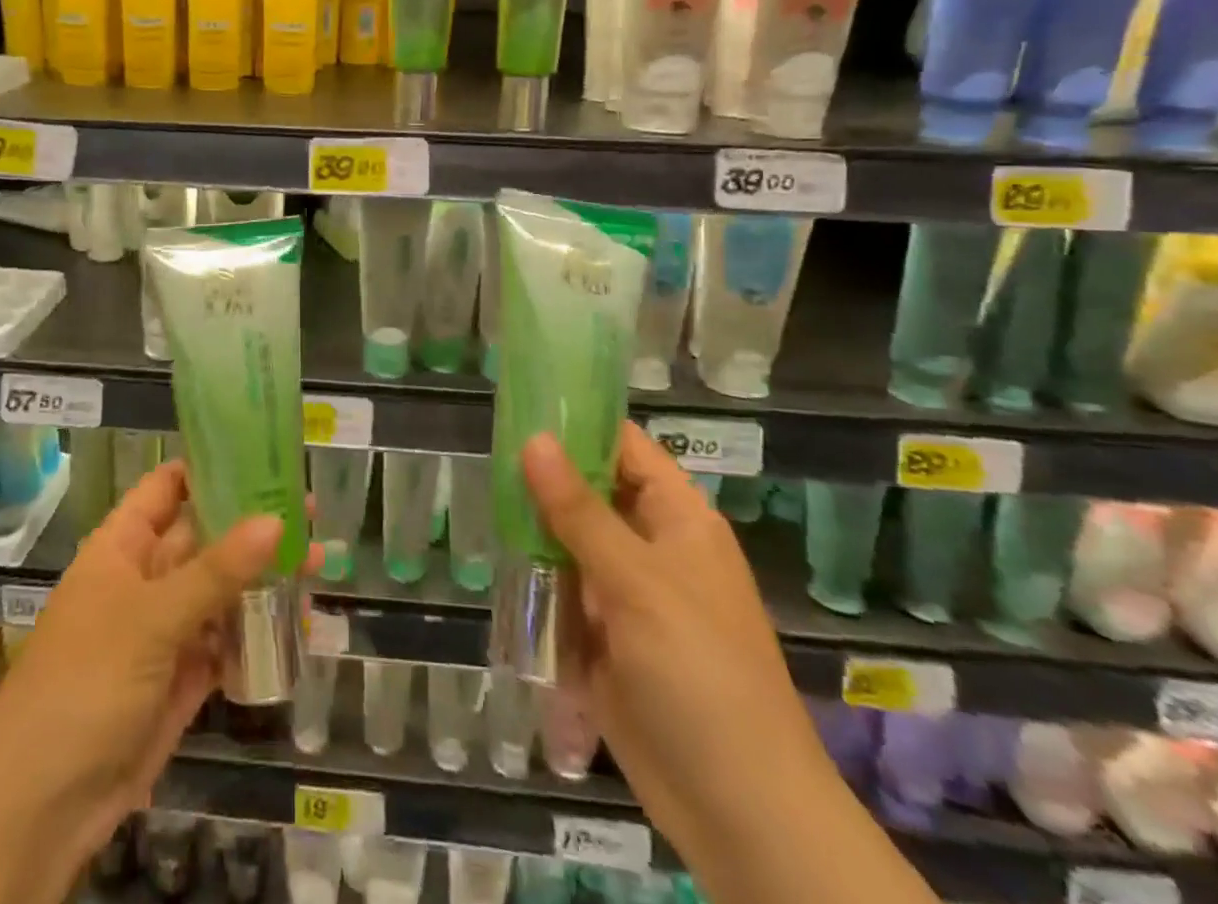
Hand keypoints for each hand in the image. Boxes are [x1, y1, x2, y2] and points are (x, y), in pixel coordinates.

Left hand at [0, 461, 310, 875]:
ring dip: (265, 579)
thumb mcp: (150, 617)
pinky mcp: (184, 677)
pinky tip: (304, 622)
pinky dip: (262, 633)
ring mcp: (166, 630)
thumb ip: (216, 571)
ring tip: (319, 564)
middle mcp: (146, 579)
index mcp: (122, 546)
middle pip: (205, 537)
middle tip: (311, 513)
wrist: (43, 807)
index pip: (167, 488)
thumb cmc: (85, 683)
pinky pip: (228, 642)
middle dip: (253, 525)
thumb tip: (277, 520)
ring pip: (222, 590)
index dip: (209, 468)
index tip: (262, 455)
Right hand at [522, 428, 832, 860]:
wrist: (739, 813)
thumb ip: (579, 511)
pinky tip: (495, 561)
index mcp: (677, 520)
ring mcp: (625, 595)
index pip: (623, 448)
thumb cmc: (701, 676)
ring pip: (568, 541)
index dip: (577, 423)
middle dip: (542, 478)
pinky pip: (560, 590)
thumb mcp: (637, 583)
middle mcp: (650, 548)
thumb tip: (534, 438)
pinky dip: (533, 579)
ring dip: (531, 530)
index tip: (518, 404)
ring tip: (478, 499)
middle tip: (482, 453)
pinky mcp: (602, 638)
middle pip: (589, 493)